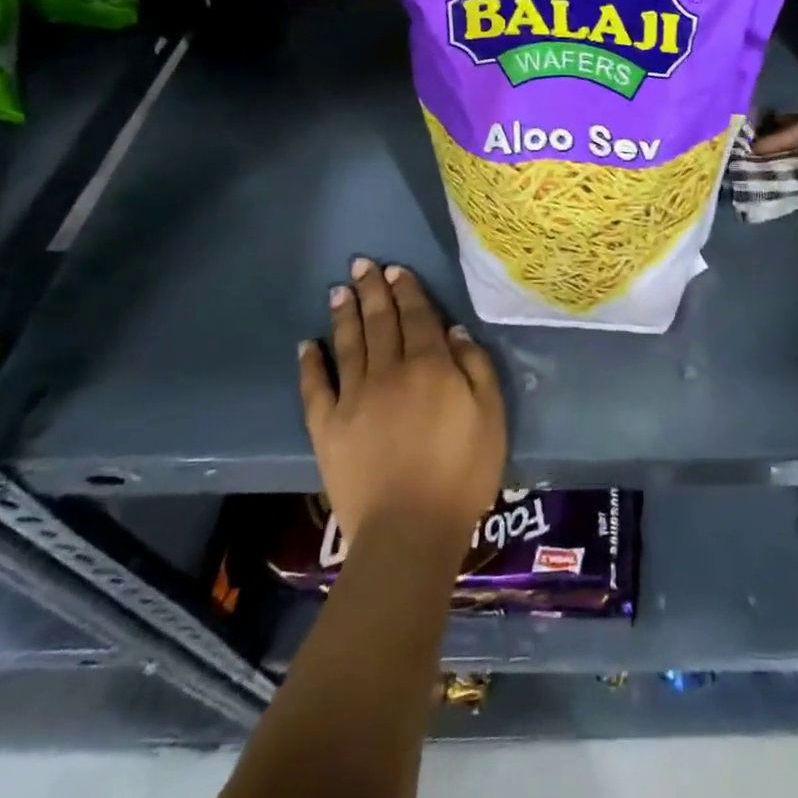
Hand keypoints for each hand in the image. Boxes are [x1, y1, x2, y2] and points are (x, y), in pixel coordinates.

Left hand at [298, 259, 505, 551]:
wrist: (409, 532)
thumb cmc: (462, 474)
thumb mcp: (491, 416)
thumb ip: (475, 367)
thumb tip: (453, 331)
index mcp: (431, 366)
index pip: (418, 317)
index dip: (408, 291)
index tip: (396, 270)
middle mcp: (389, 371)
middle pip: (381, 321)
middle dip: (372, 290)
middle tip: (362, 264)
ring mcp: (354, 398)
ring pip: (349, 345)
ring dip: (345, 315)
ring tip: (339, 290)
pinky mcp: (327, 428)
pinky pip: (315, 388)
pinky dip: (310, 364)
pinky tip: (307, 344)